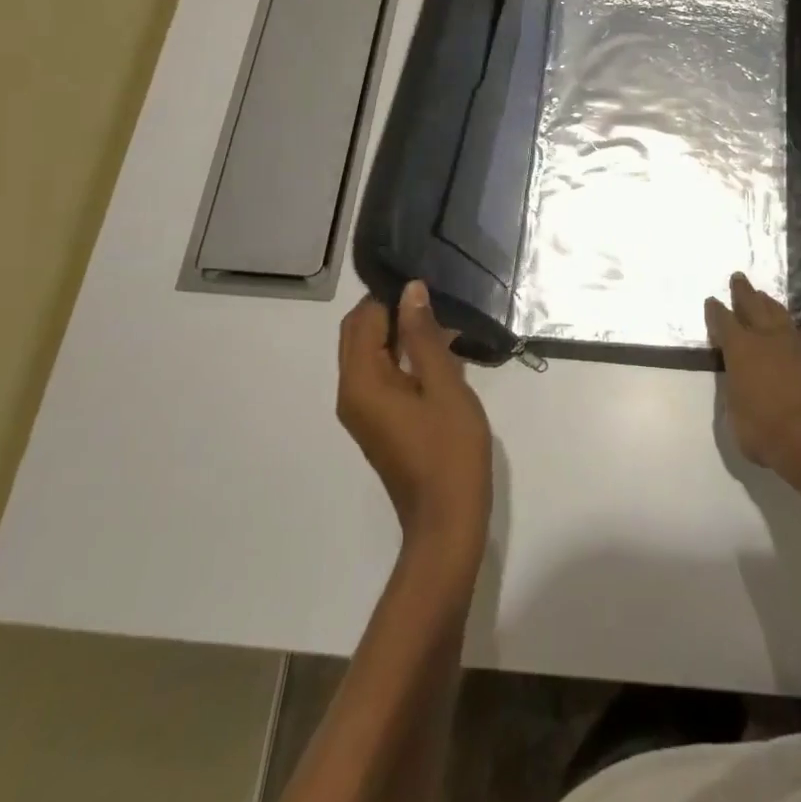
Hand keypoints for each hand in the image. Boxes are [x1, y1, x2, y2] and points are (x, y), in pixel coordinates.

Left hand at [337, 282, 492, 574]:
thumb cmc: (449, 450)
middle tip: (436, 301)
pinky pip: (381, 374)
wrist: (446, 520)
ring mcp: (362, 410)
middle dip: (391, 311)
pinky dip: (403, 357)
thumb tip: (411, 290)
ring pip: (370, 354)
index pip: (363, 319)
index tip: (426, 282)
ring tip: (445, 324)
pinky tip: (441, 355)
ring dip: (400, 334)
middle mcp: (351, 393)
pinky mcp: (377, 422)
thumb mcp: (444, 386)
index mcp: (361, 382)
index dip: (390, 295)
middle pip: (359, 334)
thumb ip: (425, 336)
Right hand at [705, 272, 800, 481]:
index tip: (712, 301)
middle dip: (743, 291)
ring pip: (781, 314)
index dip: (716, 311)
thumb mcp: (735, 414)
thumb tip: (740, 383)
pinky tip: (800, 331)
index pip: (723, 322)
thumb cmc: (765, 432)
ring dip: (770, 304)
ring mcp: (797, 343)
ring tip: (765, 296)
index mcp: (740, 349)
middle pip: (753, 305)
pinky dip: (800, 331)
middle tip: (738, 277)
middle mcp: (767, 338)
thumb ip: (736, 391)